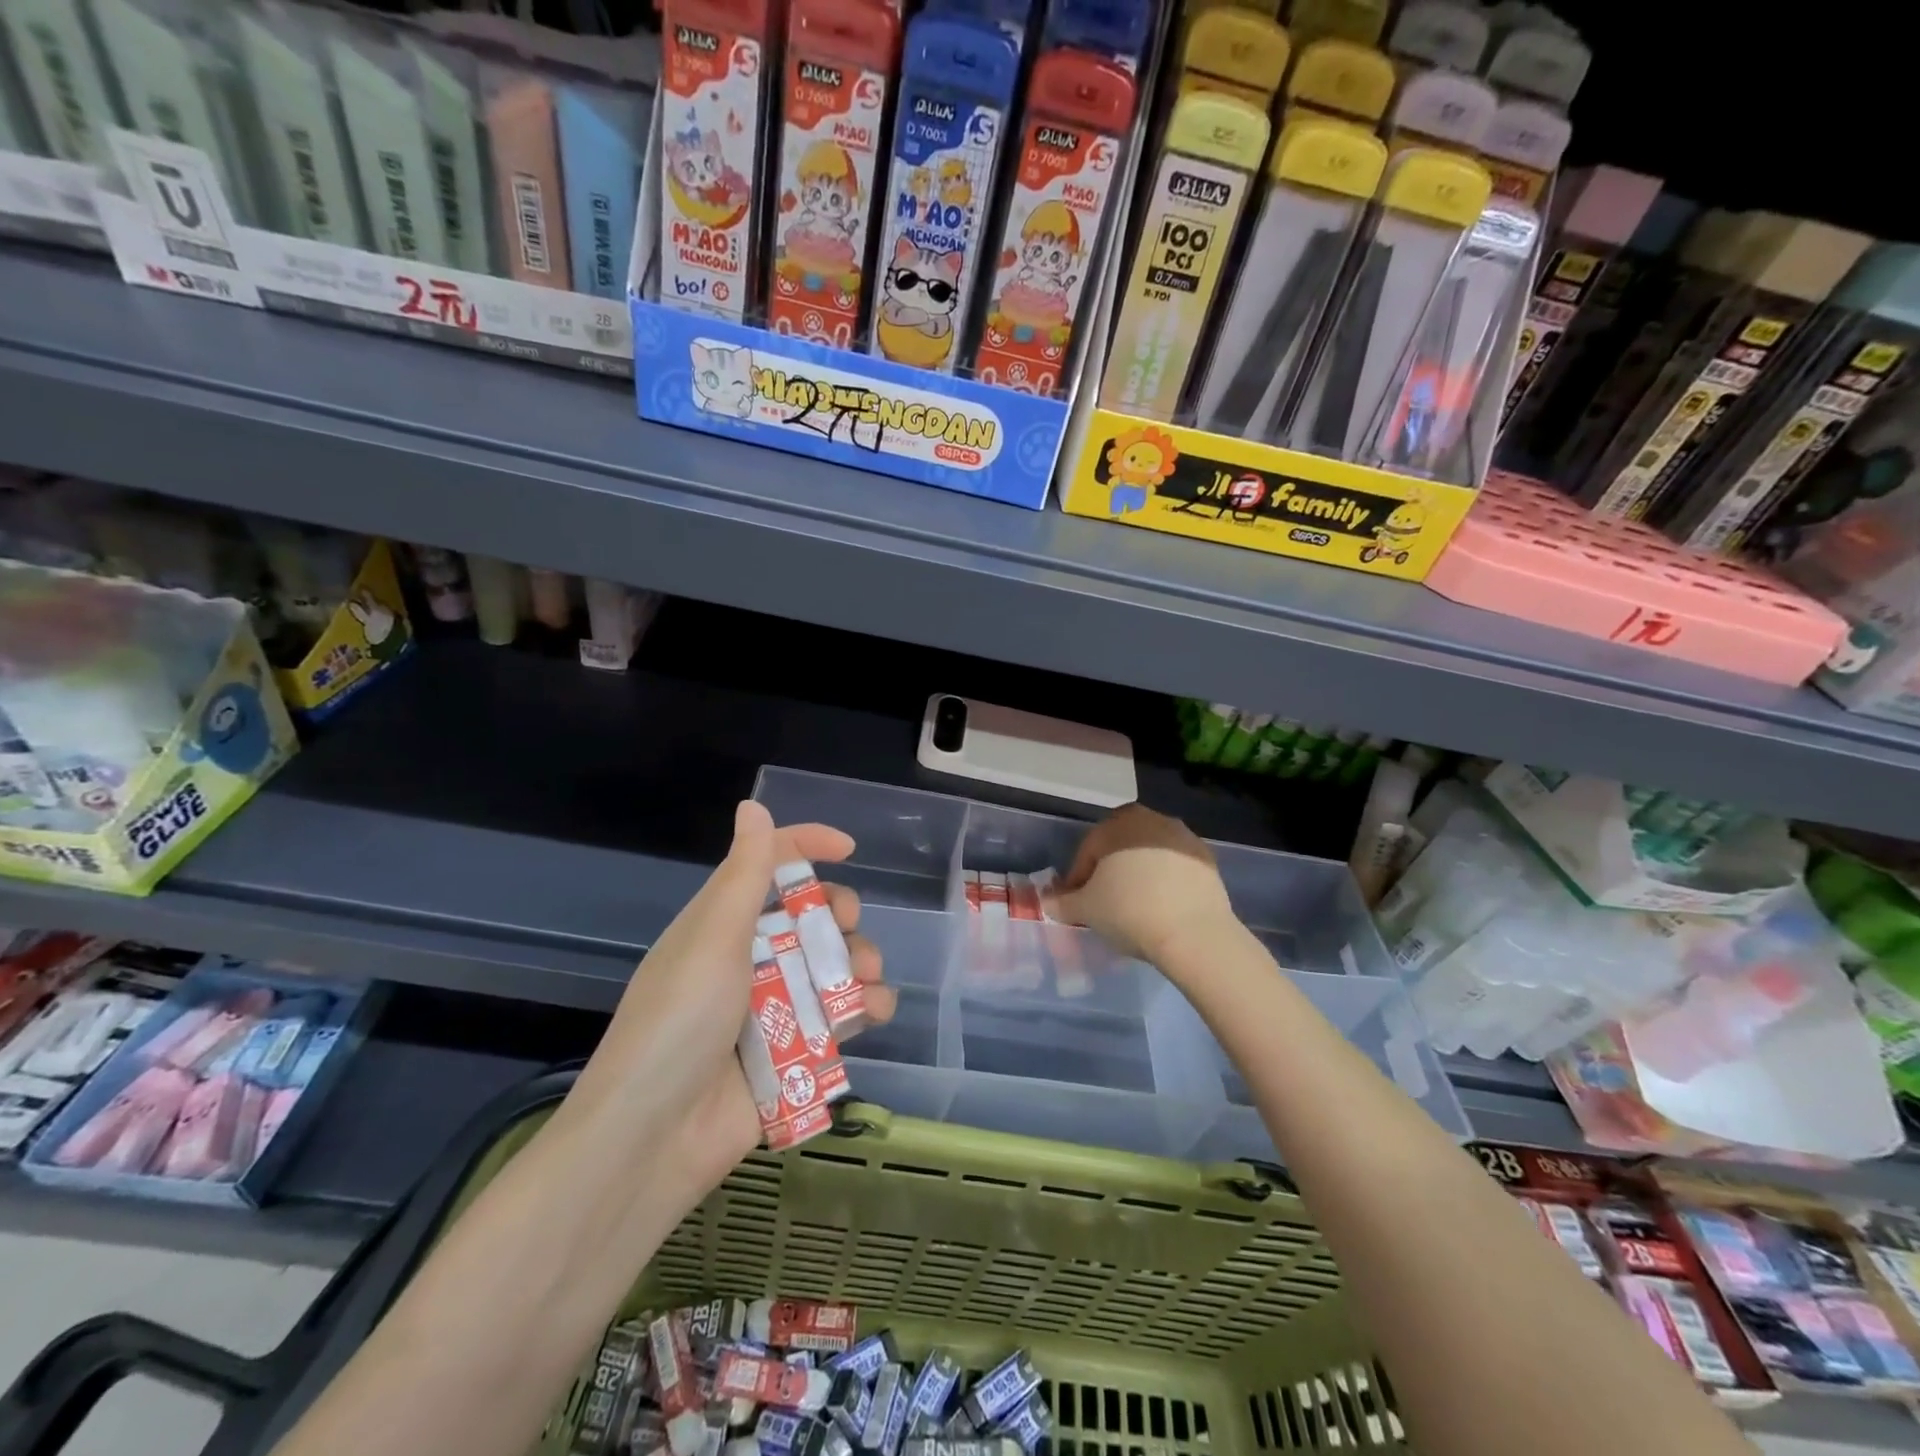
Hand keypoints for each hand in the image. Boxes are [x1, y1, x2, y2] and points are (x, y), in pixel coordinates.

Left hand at [565, 801, 893, 1209]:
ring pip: (832, 966)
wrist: (653, 1140)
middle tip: (847, 928)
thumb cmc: (679, 1023)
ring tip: (865, 984)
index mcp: (722, 925)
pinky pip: (839, 1017)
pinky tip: (872, 1015)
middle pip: (810, 917)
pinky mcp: (792, 1052)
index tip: (849, 850)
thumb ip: (744, 874)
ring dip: (859, 965)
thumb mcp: (713, 939)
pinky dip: (862, 1010)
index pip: (768, 866)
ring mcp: (772, 1007)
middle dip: (840, 915)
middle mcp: (749, 959)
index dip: (807, 847)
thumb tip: (753, 804)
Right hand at [1055, 804, 1235, 974]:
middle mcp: (1150, 819)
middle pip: (1120, 845)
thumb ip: (1061, 902)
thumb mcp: (1085, 910)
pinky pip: (1176, 866)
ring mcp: (1183, 836)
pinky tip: (1163, 907)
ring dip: (1139, 873)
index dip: (1078, 878)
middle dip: (1110, 869)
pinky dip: (1166, 881)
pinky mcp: (1206, 858)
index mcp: (1117, 823)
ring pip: (1149, 853)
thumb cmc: (1129, 911)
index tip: (1077, 903)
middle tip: (1105, 900)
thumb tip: (1047, 902)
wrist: (1193, 933)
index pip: (1088, 850)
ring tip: (1136, 906)